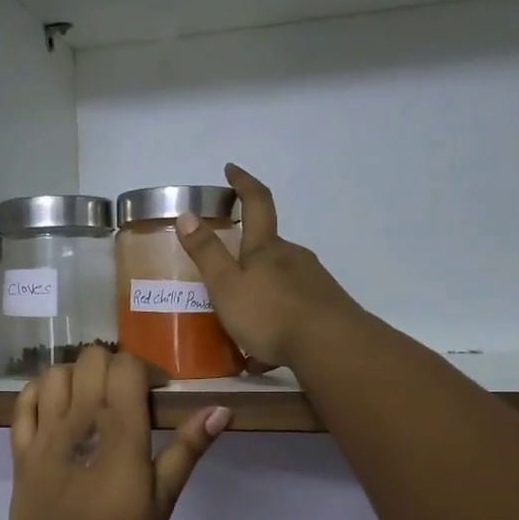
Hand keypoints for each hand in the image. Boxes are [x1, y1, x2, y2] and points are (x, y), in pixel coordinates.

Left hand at [4, 346, 229, 519]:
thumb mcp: (161, 501)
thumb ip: (186, 450)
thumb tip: (220, 409)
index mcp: (118, 428)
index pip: (126, 365)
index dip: (145, 369)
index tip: (157, 394)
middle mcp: (78, 418)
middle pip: (91, 358)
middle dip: (113, 366)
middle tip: (127, 396)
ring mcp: (44, 432)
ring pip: (55, 373)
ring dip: (77, 375)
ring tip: (91, 400)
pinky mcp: (21, 450)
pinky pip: (23, 402)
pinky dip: (39, 392)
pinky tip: (54, 406)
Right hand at [176, 164, 363, 371]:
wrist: (331, 346)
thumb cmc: (270, 313)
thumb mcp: (226, 285)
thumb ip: (207, 252)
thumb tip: (187, 214)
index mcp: (266, 248)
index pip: (256, 202)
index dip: (243, 183)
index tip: (231, 169)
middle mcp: (293, 257)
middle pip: (269, 246)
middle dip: (248, 253)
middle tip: (226, 271)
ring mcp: (314, 281)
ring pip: (281, 279)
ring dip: (262, 291)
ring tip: (242, 321)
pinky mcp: (326, 307)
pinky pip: (293, 308)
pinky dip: (276, 320)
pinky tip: (266, 350)